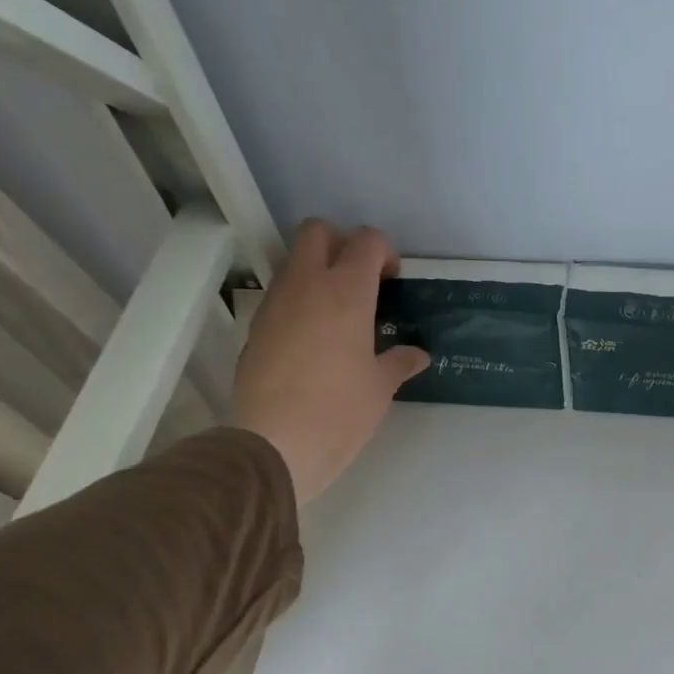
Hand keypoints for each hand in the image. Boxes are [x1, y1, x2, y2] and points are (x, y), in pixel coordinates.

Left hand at [231, 221, 429, 502]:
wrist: (275, 442)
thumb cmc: (340, 411)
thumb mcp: (380, 388)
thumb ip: (399, 362)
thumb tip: (417, 355)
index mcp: (346, 292)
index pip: (366, 241)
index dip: (383, 252)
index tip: (392, 281)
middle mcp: (306, 285)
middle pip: (317, 231)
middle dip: (342, 243)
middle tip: (361, 281)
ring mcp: (275, 303)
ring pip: (294, 261)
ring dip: (318, 272)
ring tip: (339, 313)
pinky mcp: (256, 326)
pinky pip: (281, 295)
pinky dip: (299, 301)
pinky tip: (315, 339)